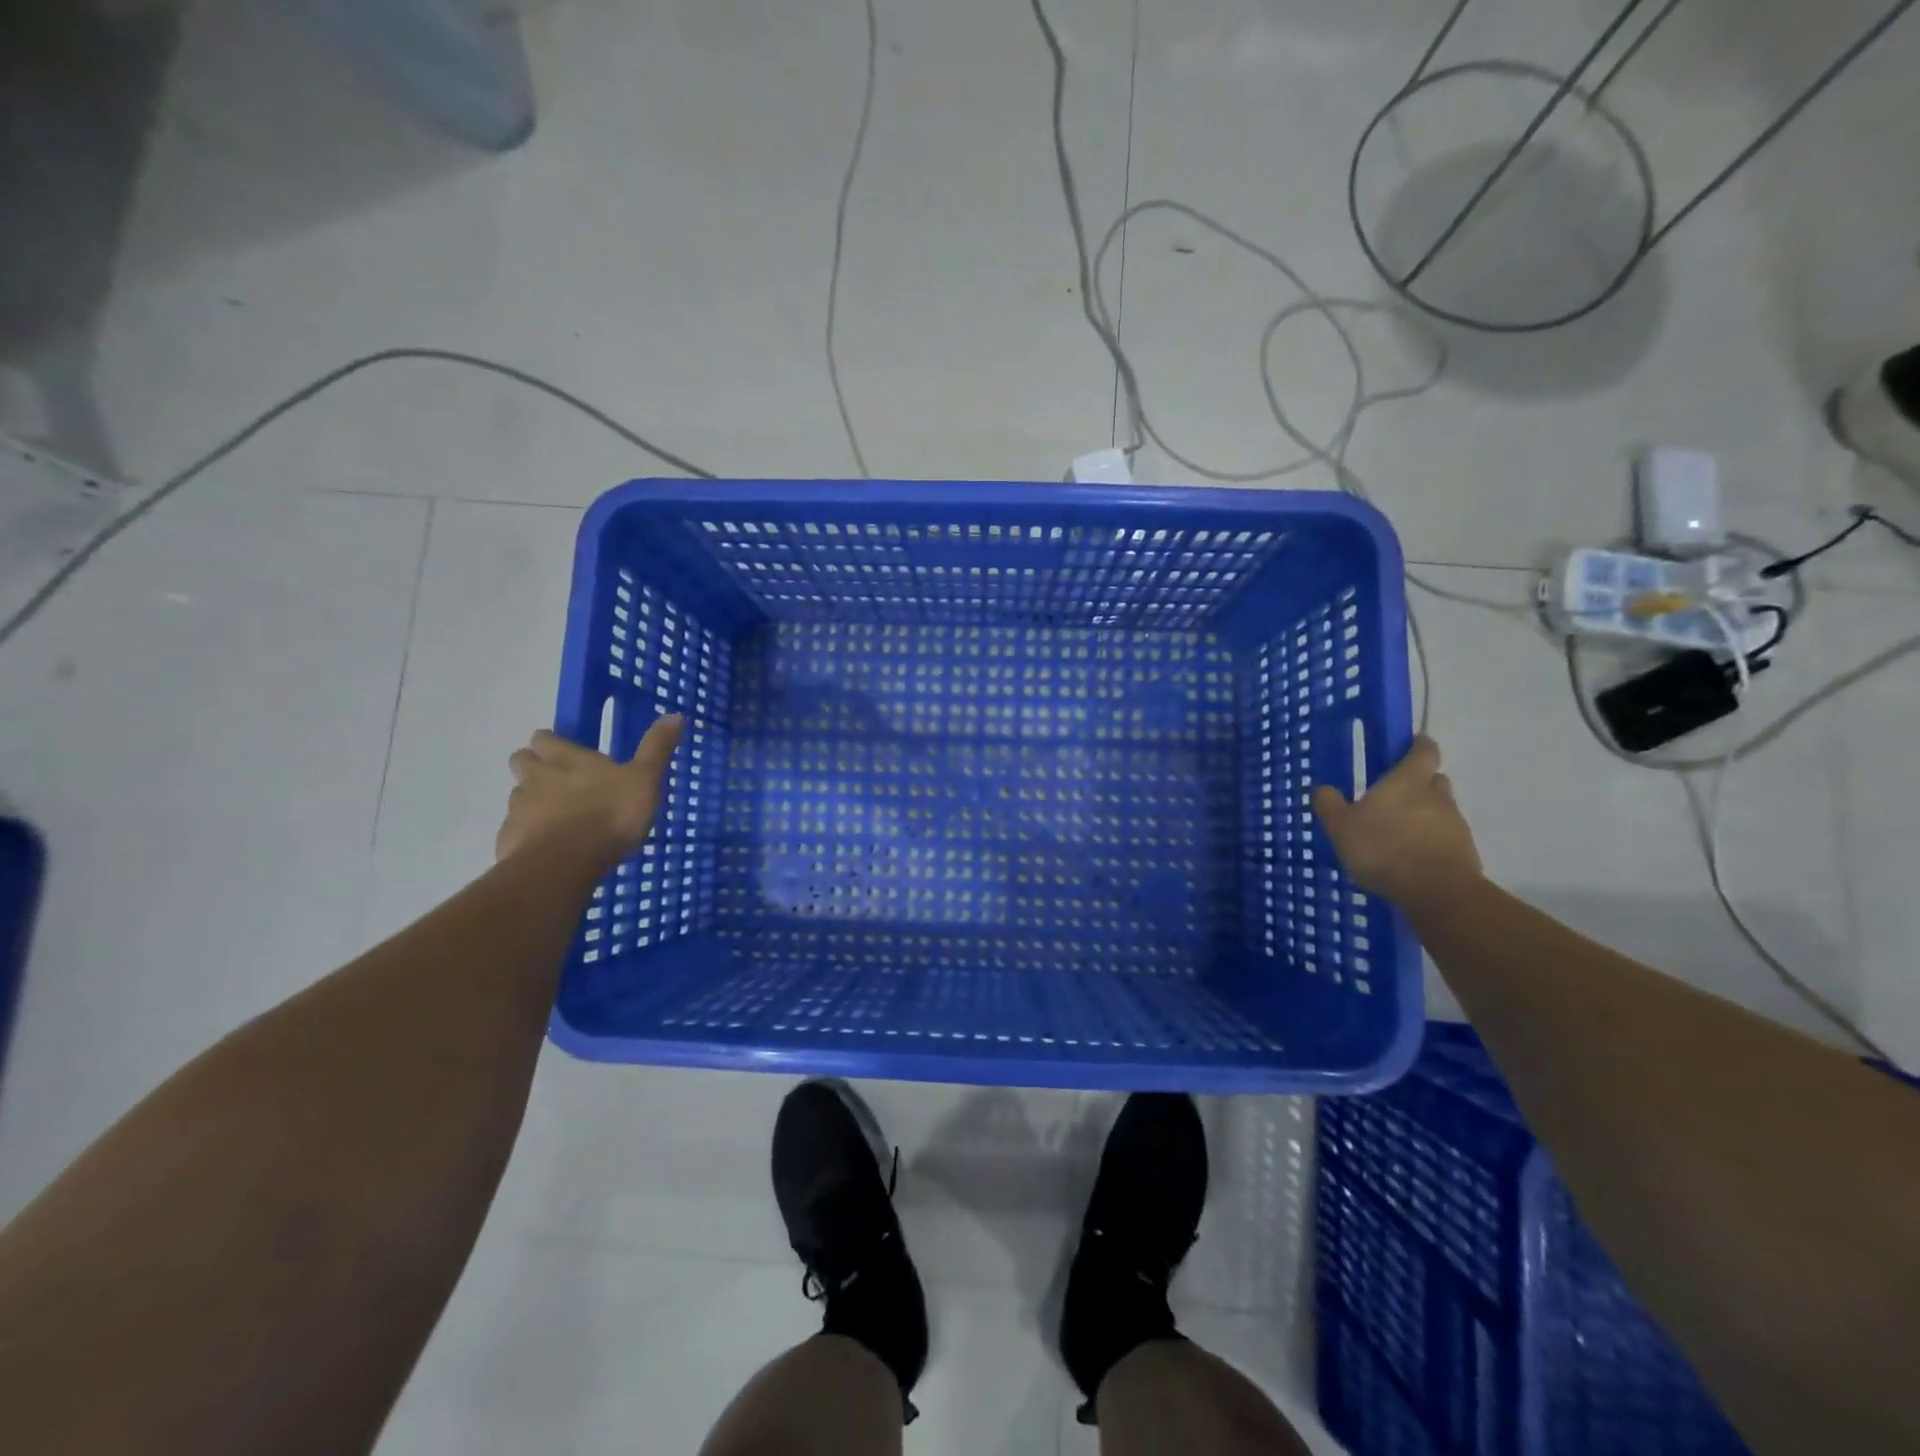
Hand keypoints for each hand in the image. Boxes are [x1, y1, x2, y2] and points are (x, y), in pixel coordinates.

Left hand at [496, 715, 684, 864]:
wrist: (566, 862)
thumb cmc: (610, 814)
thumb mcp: (645, 779)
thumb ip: (656, 748)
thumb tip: (676, 714)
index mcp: (567, 760)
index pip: (545, 739)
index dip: (549, 741)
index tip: (557, 747)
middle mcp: (537, 778)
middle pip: (522, 762)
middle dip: (532, 765)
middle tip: (552, 778)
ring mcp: (519, 810)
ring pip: (517, 797)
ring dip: (531, 801)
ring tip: (554, 817)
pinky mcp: (509, 842)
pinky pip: (515, 833)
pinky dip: (527, 836)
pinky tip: (546, 849)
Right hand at [1312, 734, 1481, 909]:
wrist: (1436, 892)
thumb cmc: (1383, 848)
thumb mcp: (1341, 827)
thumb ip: (1330, 805)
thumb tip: (1322, 788)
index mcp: (1408, 781)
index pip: (1423, 751)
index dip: (1418, 745)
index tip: (1412, 744)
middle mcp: (1437, 796)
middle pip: (1434, 780)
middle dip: (1419, 783)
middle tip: (1396, 795)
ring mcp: (1455, 825)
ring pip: (1441, 810)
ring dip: (1424, 816)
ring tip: (1399, 834)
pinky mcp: (1465, 852)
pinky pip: (1446, 838)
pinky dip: (1431, 842)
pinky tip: (1411, 859)